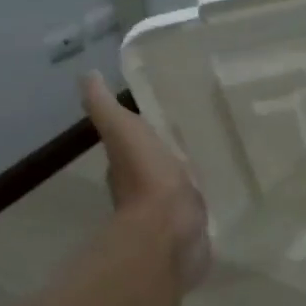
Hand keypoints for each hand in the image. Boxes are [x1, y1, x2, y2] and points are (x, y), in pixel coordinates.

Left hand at [81, 72, 210, 287]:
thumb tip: (86, 75)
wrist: (170, 229)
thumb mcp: (123, 130)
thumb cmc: (147, 177)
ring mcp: (167, 213)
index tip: (161, 118)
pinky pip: (195, 210)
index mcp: (124, 166)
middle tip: (192, 135)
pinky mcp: (191, 228)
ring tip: (211, 160)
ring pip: (176, 188)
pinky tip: (219, 191)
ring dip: (187, 179)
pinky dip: (201, 203)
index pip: (131, 144)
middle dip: (168, 154)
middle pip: (155, 166)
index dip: (141, 132)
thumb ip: (105, 106)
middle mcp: (141, 190)